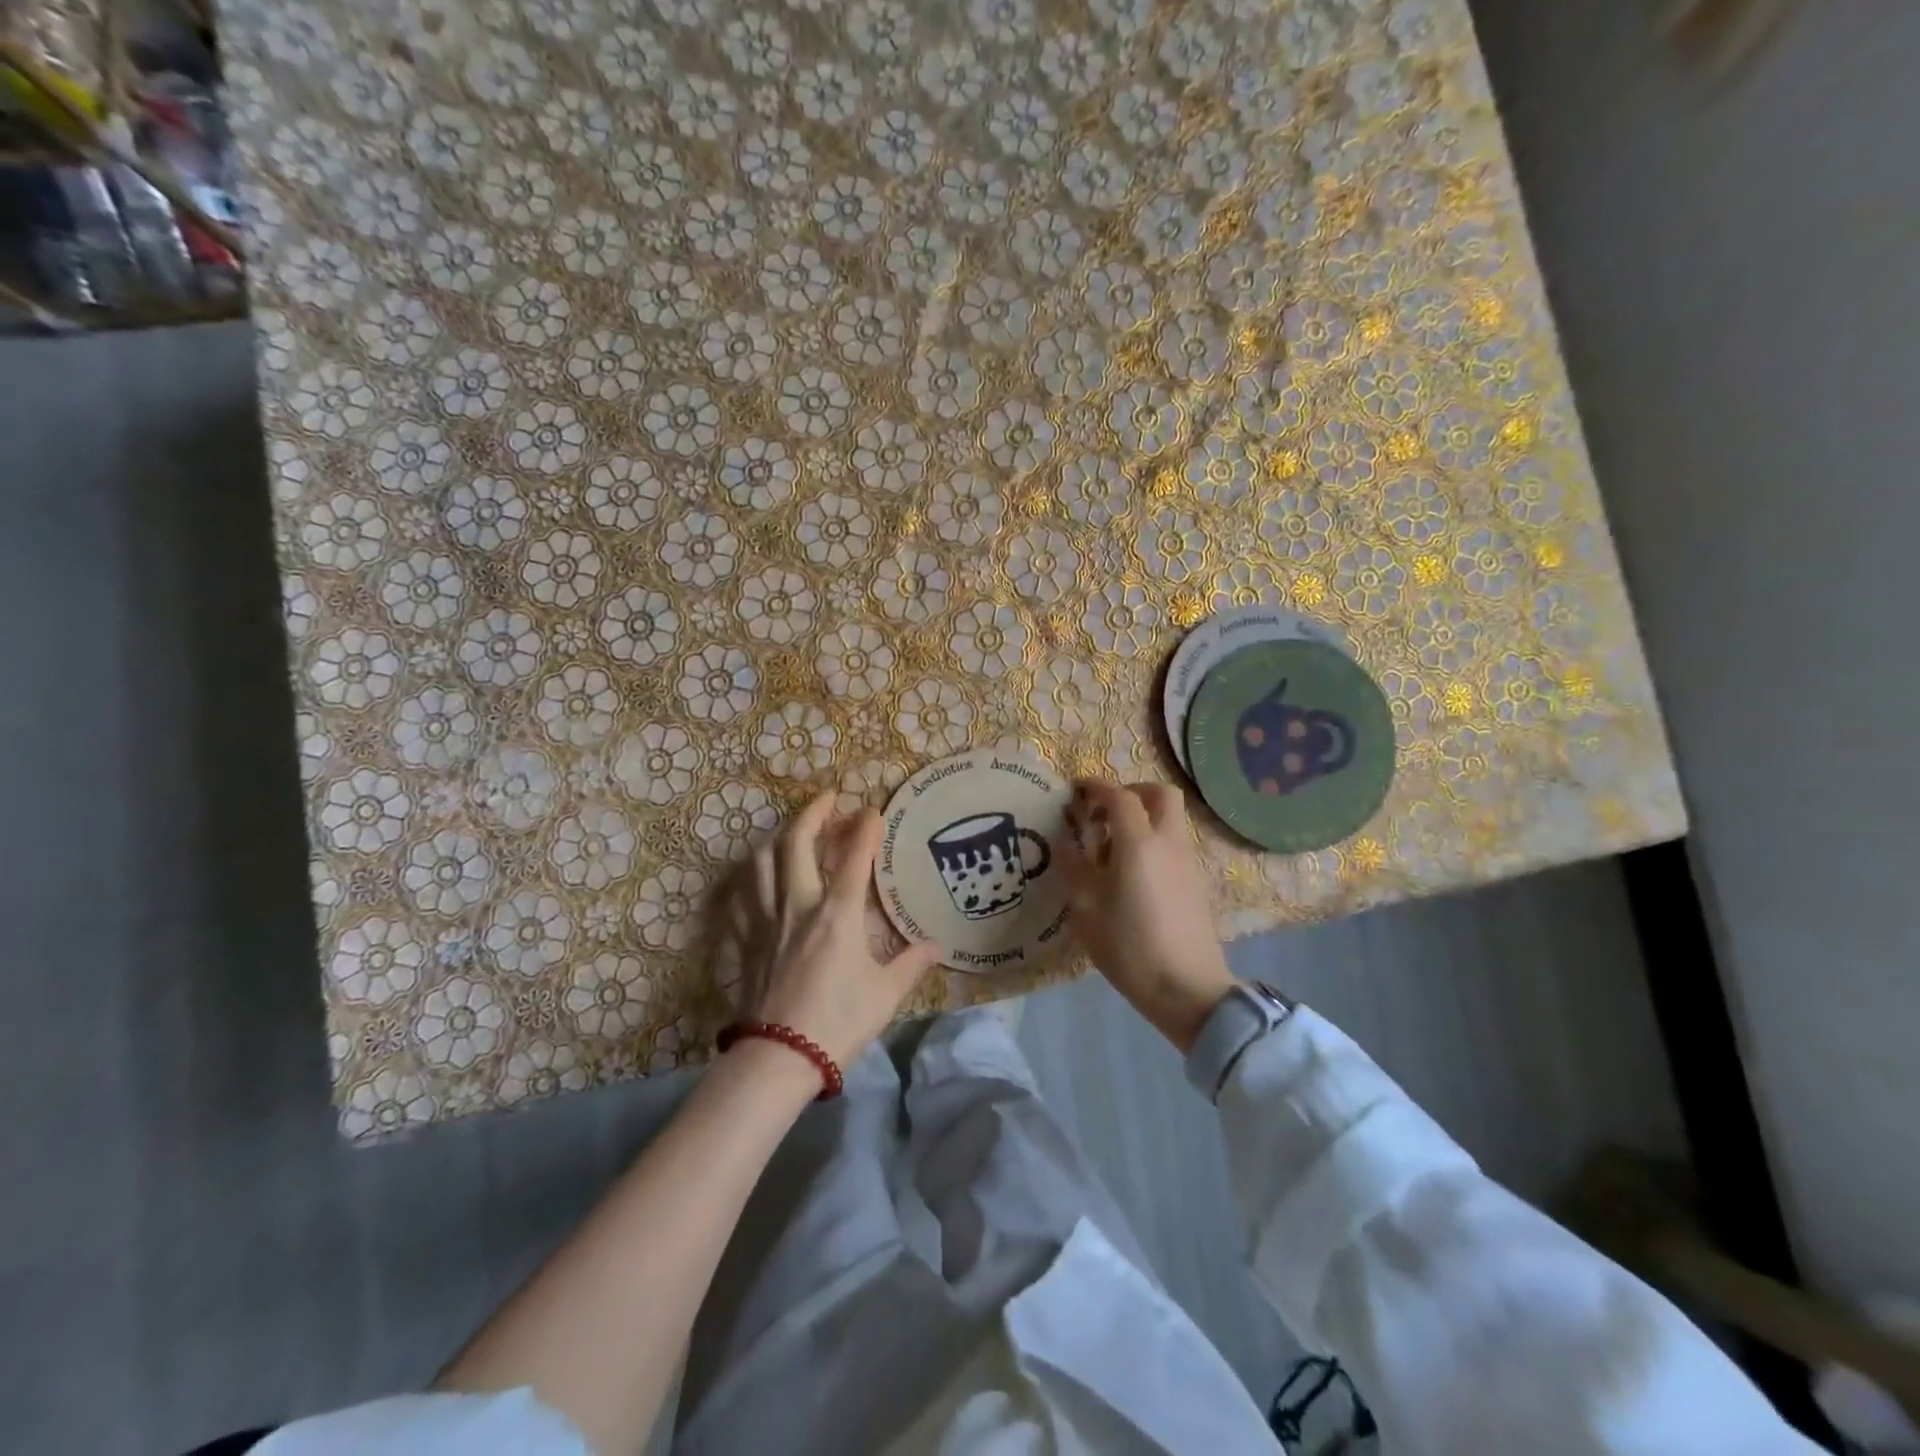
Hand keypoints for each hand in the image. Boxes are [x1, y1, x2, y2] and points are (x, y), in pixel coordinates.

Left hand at [734, 794, 943, 1069]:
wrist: (779, 1057)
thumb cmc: (839, 1022)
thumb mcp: (886, 994)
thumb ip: (911, 963)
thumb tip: (935, 946)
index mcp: (838, 913)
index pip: (853, 856)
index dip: (864, 827)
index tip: (873, 809)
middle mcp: (799, 904)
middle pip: (796, 843)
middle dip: (812, 812)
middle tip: (828, 799)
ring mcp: (766, 920)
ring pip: (761, 861)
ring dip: (778, 838)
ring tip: (792, 832)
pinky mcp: (745, 940)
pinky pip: (741, 896)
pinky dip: (750, 878)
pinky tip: (757, 878)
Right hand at [1062, 779, 1235, 1053]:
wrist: (1188, 989)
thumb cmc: (1130, 948)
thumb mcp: (1087, 910)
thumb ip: (1074, 869)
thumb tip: (1066, 844)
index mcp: (1139, 844)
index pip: (1119, 797)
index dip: (1096, 787)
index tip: (1076, 788)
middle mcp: (1168, 843)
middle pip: (1160, 794)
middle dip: (1132, 791)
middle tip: (1105, 810)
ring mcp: (1188, 862)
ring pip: (1170, 819)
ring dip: (1144, 817)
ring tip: (1112, 846)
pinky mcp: (1196, 882)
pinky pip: (1174, 843)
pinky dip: (1153, 840)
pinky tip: (1132, 871)